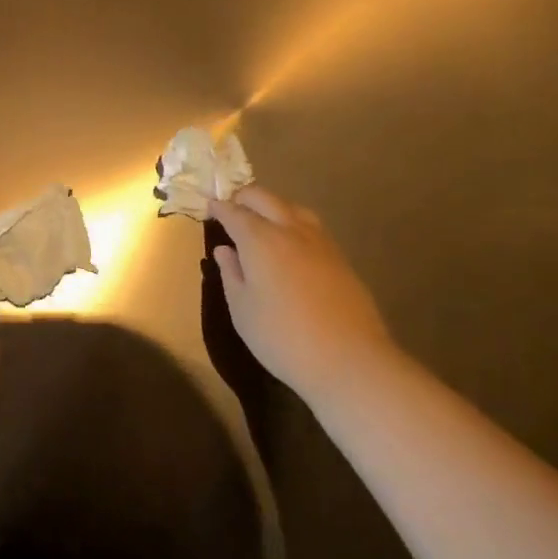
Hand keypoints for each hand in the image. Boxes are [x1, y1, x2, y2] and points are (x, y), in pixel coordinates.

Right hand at [208, 187, 396, 400]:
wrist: (348, 360)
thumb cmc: (282, 337)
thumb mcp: (242, 309)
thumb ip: (231, 274)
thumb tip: (225, 250)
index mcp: (260, 240)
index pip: (234, 212)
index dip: (219, 207)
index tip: (208, 207)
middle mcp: (290, 230)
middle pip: (264, 198)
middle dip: (244, 197)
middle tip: (230, 207)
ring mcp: (320, 241)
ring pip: (291, 207)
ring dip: (271, 206)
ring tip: (260, 221)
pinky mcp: (339, 257)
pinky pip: (310, 226)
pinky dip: (292, 222)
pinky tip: (289, 243)